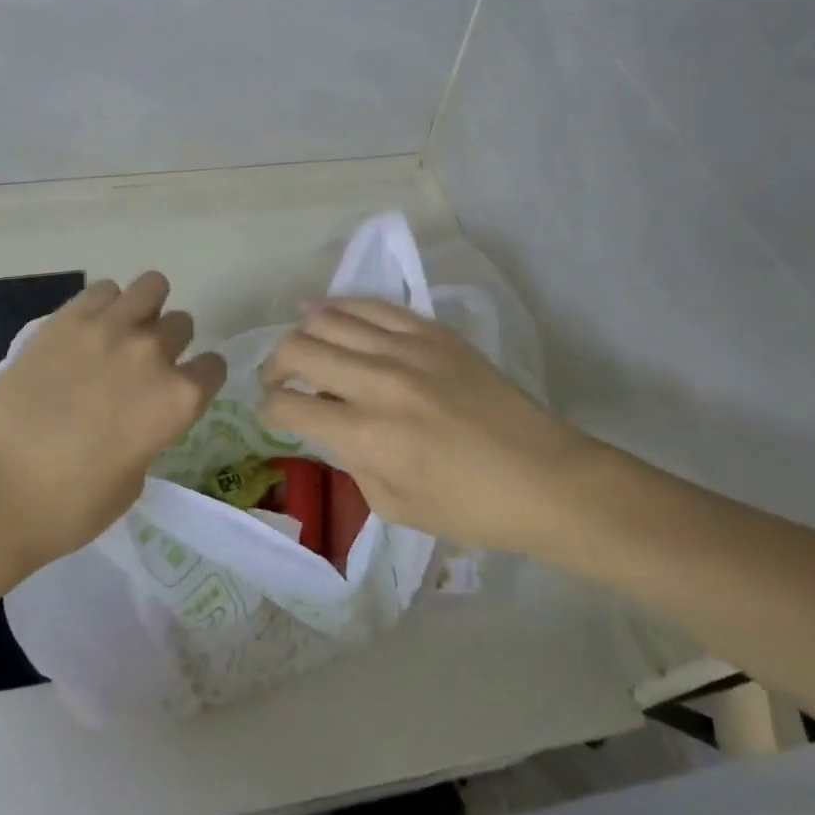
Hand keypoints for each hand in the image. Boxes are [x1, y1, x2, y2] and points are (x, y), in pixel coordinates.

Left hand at [0, 272, 227, 570]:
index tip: (180, 391)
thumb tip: (136, 416)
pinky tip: (87, 330)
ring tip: (121, 332)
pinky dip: (104, 305)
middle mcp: (152, 353)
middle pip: (182, 324)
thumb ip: (148, 434)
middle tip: (141, 367)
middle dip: (170, 344)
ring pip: (151, 287)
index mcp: (178, 398)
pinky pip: (103, 290)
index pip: (213, 367)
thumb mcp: (133, 479)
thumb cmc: (70, 505)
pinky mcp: (66, 319)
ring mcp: (108, 329)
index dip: (199, 380)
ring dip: (144, 309)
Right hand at [259, 298, 611, 556]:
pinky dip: (341, 306)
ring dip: (303, 331)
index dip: (269, 409)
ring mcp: (408, 349)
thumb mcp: (394, 506)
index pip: (290, 405)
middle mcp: (379, 383)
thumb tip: (331, 428)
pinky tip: (327, 311)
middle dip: (274, 365)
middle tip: (277, 379)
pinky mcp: (433, 332)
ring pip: (330, 317)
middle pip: (299, 349)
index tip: (273, 414)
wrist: (545, 478)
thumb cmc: (470, 508)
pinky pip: (374, 305)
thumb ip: (351, 463)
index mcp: (367, 436)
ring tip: (300, 344)